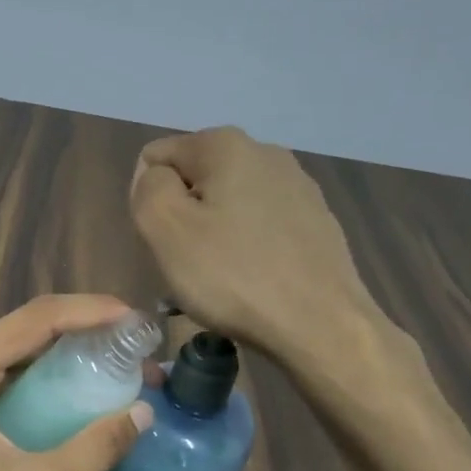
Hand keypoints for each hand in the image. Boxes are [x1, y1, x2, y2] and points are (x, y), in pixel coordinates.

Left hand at [0, 294, 153, 470]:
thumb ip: (98, 447)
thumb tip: (144, 411)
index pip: (36, 320)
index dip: (91, 312)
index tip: (135, 318)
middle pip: (29, 323)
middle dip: (86, 324)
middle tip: (135, 337)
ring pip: (23, 341)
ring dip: (72, 342)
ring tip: (121, 351)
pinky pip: (16, 366)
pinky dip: (54, 364)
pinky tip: (87, 375)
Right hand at [130, 126, 390, 357]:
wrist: (322, 326)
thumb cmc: (234, 276)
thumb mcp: (166, 229)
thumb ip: (148, 188)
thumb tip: (155, 176)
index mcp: (225, 145)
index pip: (155, 158)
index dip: (149, 202)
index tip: (166, 241)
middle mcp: (265, 152)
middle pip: (194, 181)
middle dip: (182, 219)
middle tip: (189, 265)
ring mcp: (298, 187)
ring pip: (227, 206)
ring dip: (213, 237)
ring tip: (221, 281)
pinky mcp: (317, 222)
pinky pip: (260, 228)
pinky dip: (246, 250)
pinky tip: (253, 284)